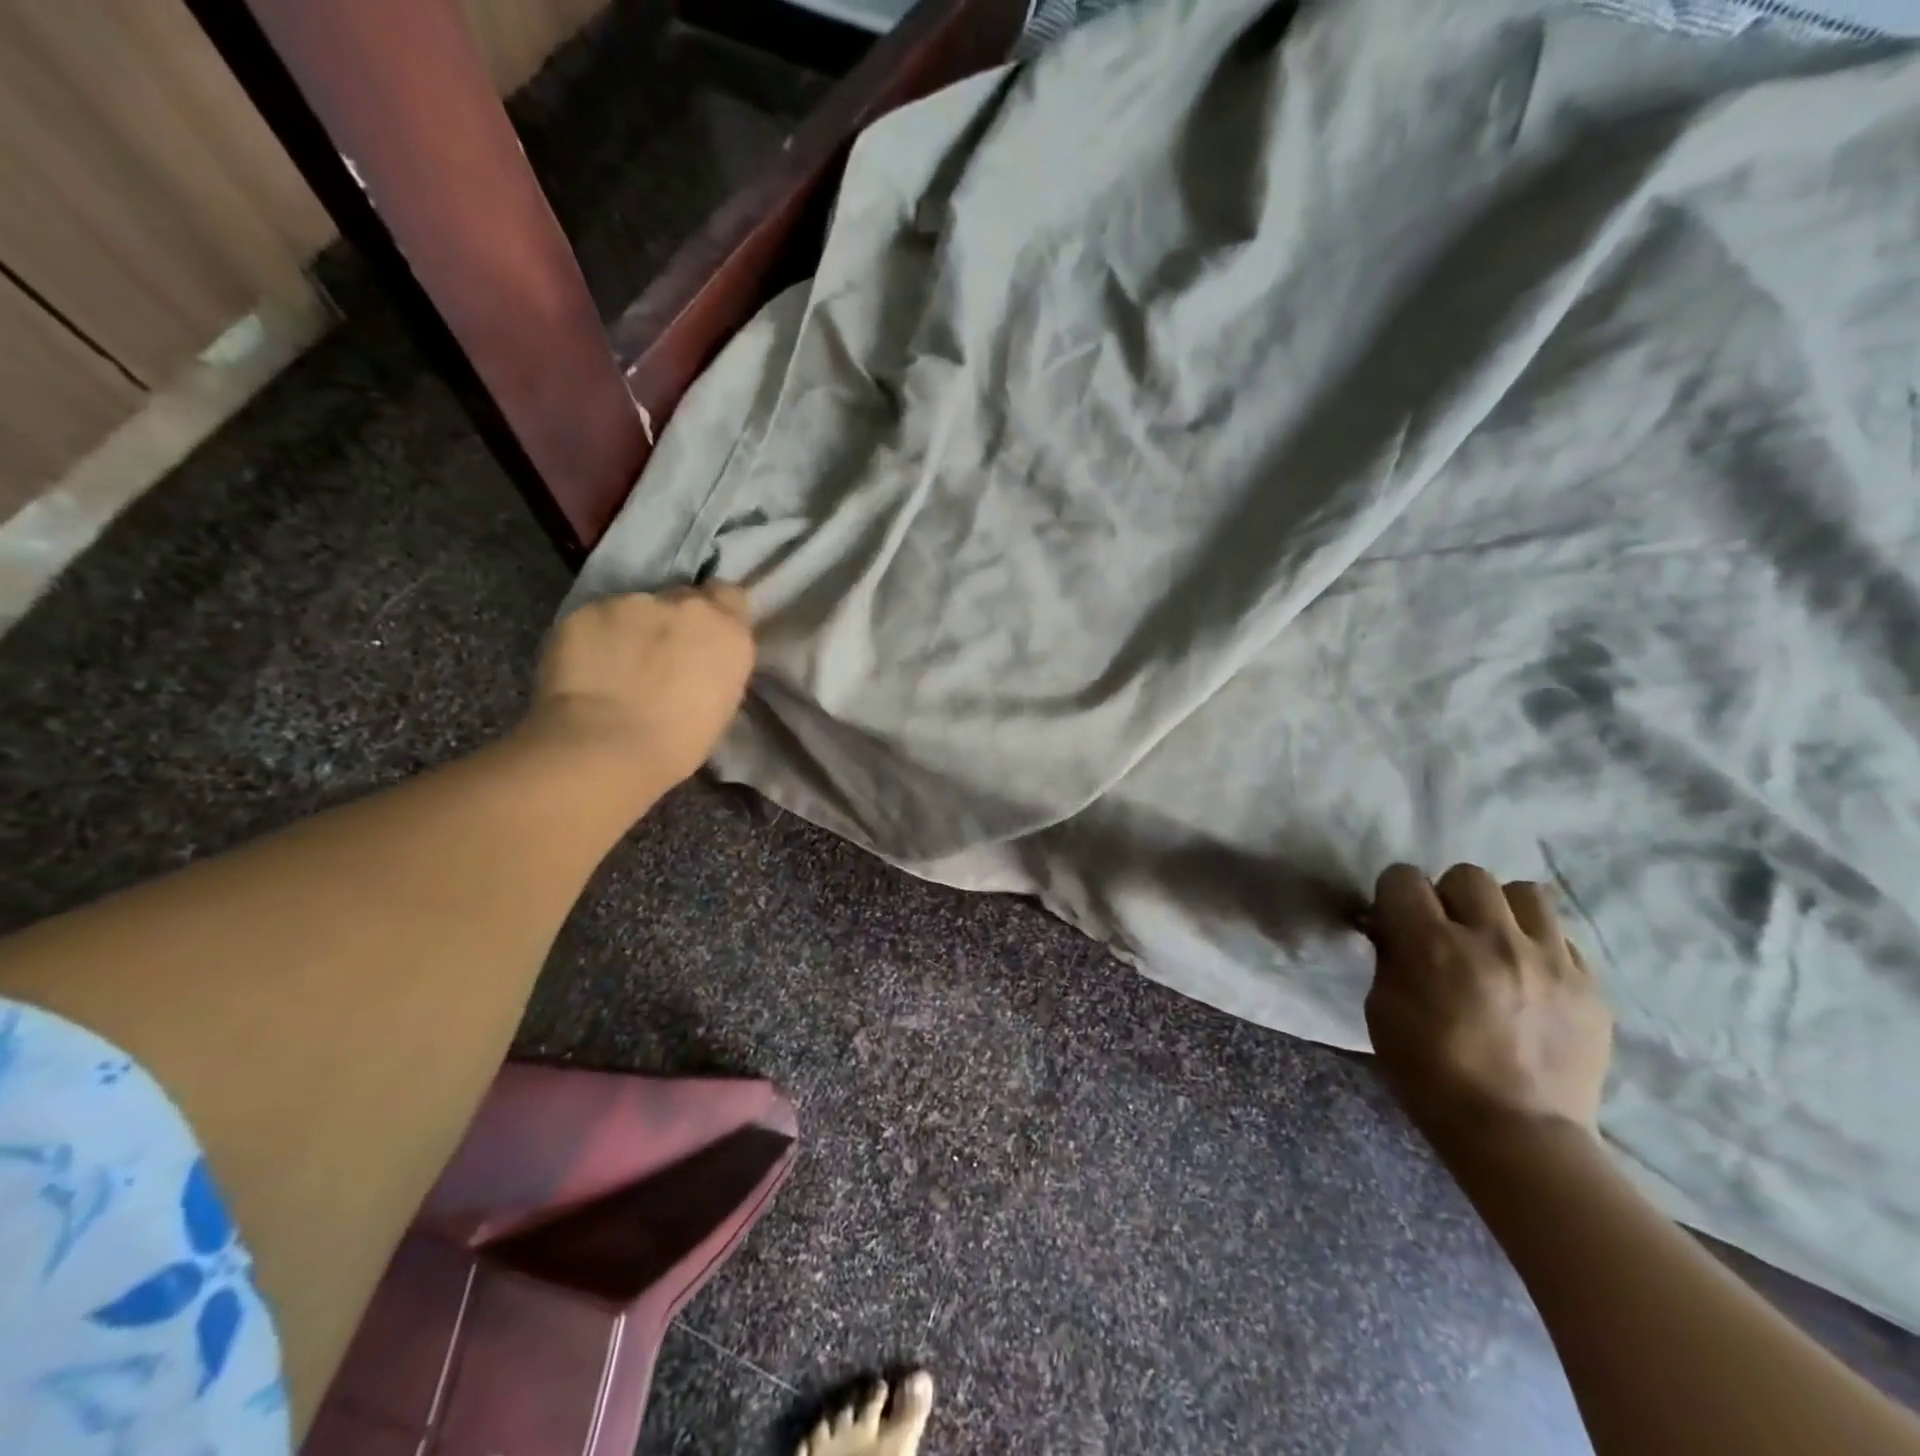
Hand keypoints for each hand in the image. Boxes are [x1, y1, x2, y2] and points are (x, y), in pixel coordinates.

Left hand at [523, 585, 755, 799]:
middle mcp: (686, 605)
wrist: (607, 747)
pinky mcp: (588, 609)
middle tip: (660, 655)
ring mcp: (634, 602)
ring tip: (618, 665)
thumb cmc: (678, 743)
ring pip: (637, 607)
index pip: (730, 596)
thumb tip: (700, 660)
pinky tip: (588, 667)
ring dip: (633, 628)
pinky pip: (597, 618)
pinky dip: (595, 637)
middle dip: (674, 620)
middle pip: (683, 598)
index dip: (717, 612)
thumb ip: (715, 666)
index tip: (704, 635)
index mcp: (728, 632)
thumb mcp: (722, 705)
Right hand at [1362, 863, 1612, 1147]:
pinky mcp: (1588, 984)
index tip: (1395, 918)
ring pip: (1523, 892)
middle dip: (1448, 896)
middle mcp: (1492, 940)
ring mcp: (1548, 960)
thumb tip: (1391, 926)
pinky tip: (1527, 974)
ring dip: (1499, 910)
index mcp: (1432, 947)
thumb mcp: (1382, 1009)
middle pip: (1467, 875)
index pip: (1404, 878)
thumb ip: (1388, 957)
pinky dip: (1537, 944)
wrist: (1518, 1134)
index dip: (1394, 894)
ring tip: (1494, 942)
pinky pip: (1560, 935)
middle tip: (1446, 931)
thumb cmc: (1430, 1073)